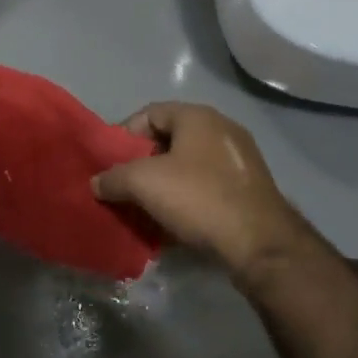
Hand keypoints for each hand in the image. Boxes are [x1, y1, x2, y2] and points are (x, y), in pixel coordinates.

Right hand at [92, 102, 311, 280]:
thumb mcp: (144, 183)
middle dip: (143, 163)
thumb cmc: (199, 198)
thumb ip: (114, 178)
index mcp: (198, 116)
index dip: (125, 135)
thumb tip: (97, 182)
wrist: (260, 244)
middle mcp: (221, 129)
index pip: (150, 113)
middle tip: (125, 187)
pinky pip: (207, 186)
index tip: (109, 162)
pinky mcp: (249, 189)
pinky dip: (187, 199)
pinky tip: (174, 224)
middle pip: (169, 139)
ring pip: (189, 165)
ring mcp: (239, 159)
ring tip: (146, 209)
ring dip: (165, 184)